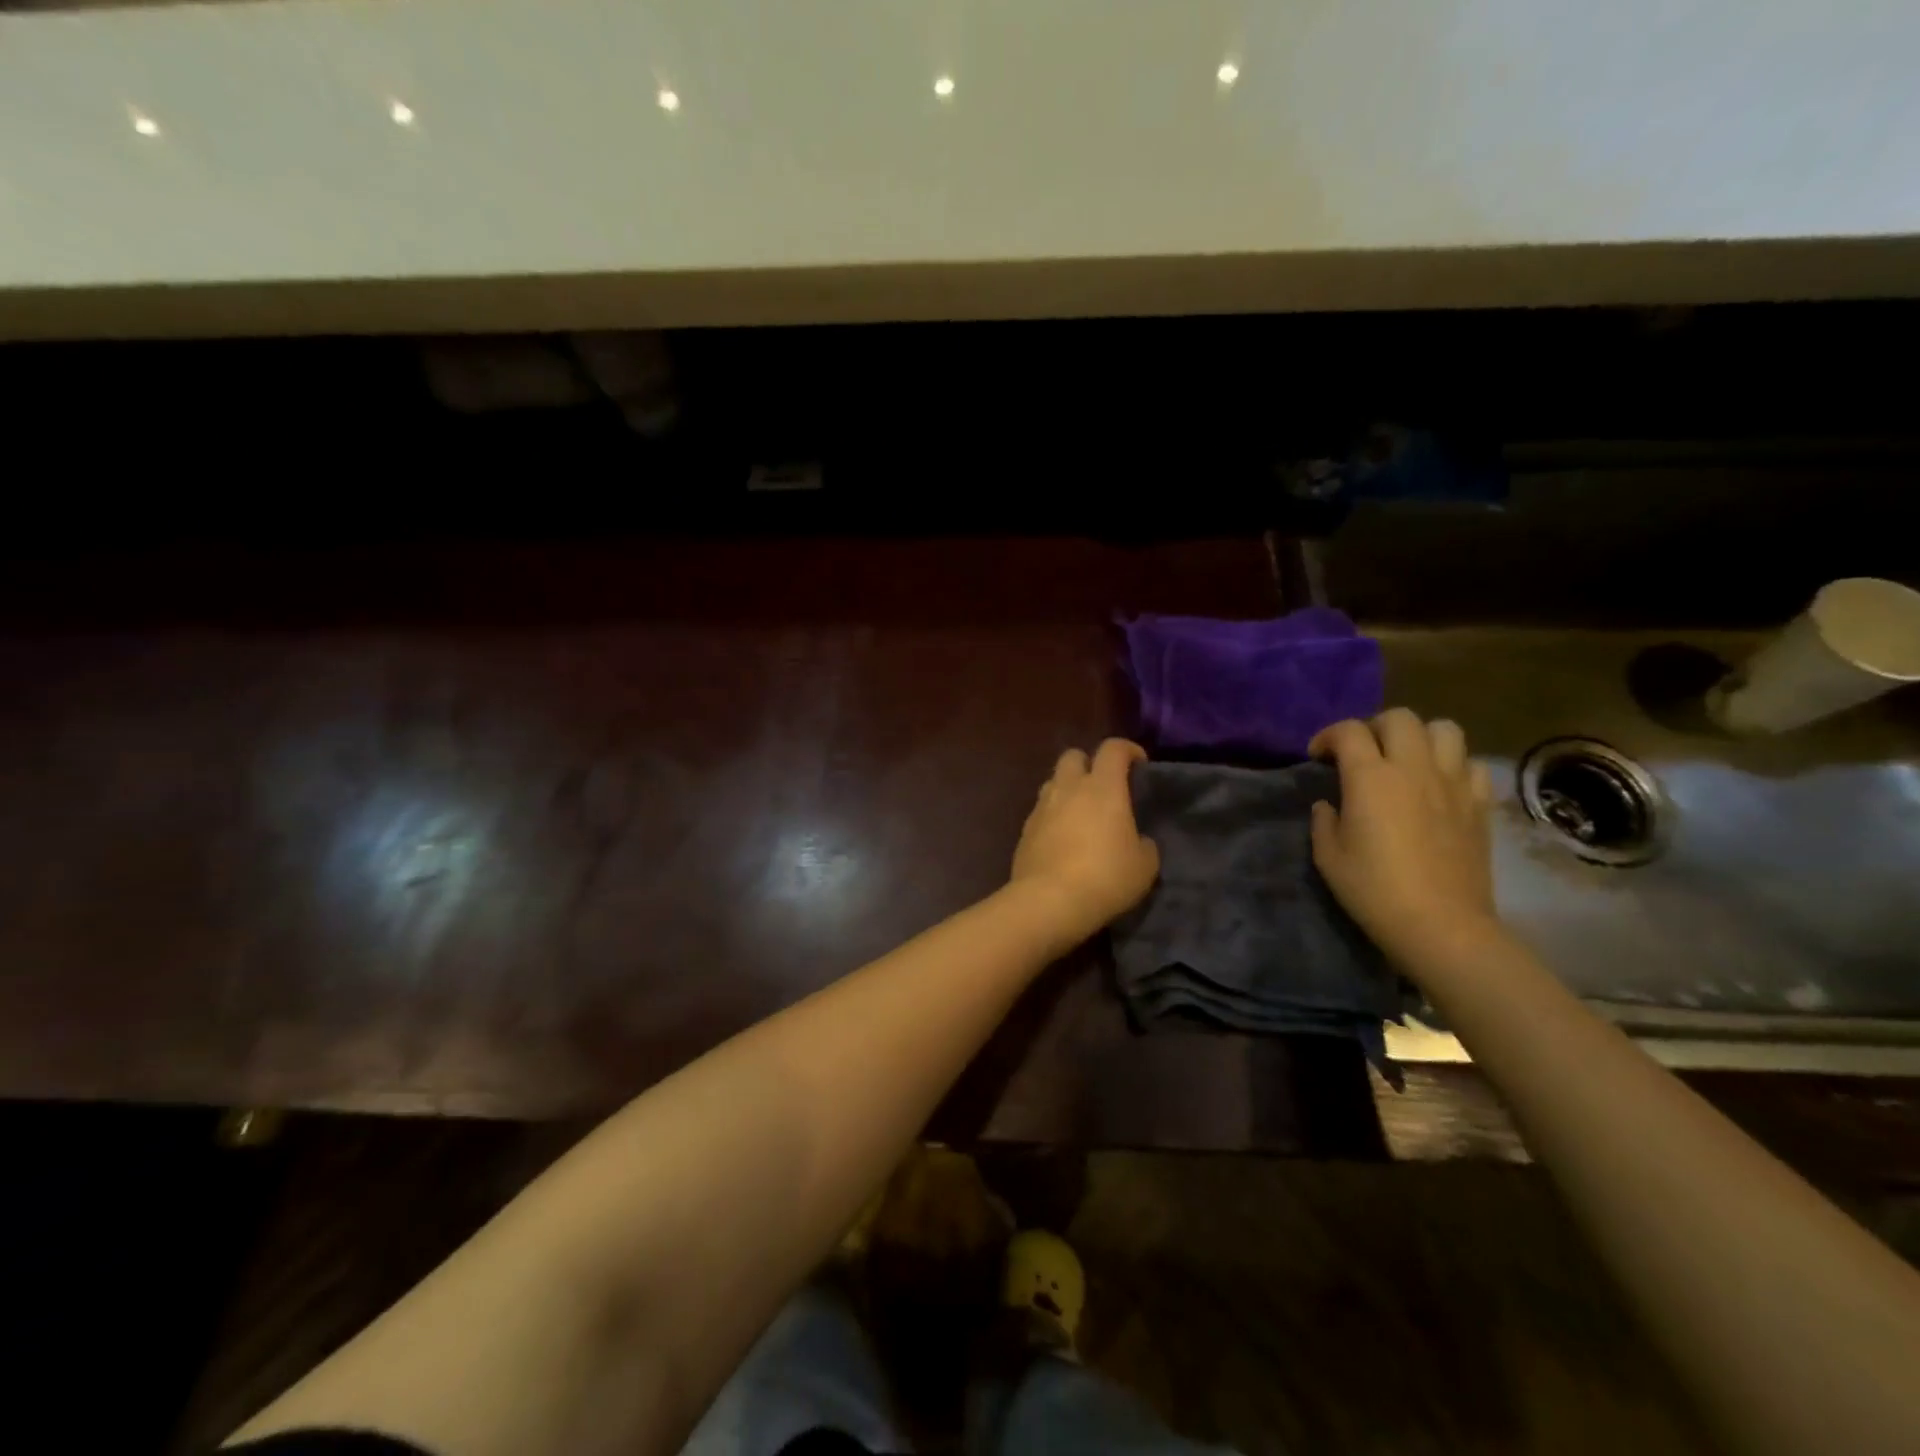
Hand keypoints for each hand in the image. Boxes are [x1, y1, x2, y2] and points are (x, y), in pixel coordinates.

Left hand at [1010, 739, 1160, 947]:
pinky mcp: (1024, 830)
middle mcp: (1068, 788)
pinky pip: (1041, 811)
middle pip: (1073, 756)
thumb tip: (1139, 840)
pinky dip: (1053, 816)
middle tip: (1104, 787)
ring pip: (1053, 782)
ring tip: (1082, 813)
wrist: (1049, 901)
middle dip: (1089, 763)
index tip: (1139, 763)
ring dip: (1068, 789)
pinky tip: (1063, 839)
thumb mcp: (1144, 865)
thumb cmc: (1105, 877)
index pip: (1113, 749)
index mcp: (1102, 787)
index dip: (1128, 749)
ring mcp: (1041, 807)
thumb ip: (1145, 844)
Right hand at [1308, 710, 1498, 965]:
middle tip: (1362, 753)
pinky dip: (1453, 765)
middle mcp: (1413, 768)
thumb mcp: (1328, 857)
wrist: (1441, 926)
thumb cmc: (1374, 890)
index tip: (1318, 757)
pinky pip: (1471, 765)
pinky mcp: (1479, 804)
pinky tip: (1439, 786)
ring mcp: (1453, 784)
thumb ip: (1324, 821)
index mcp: (1370, 777)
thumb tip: (1329, 805)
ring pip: (1444, 729)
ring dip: (1420, 736)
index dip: (1328, 737)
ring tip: (1406, 760)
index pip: (1348, 731)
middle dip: (1374, 727)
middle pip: (1398, 718)